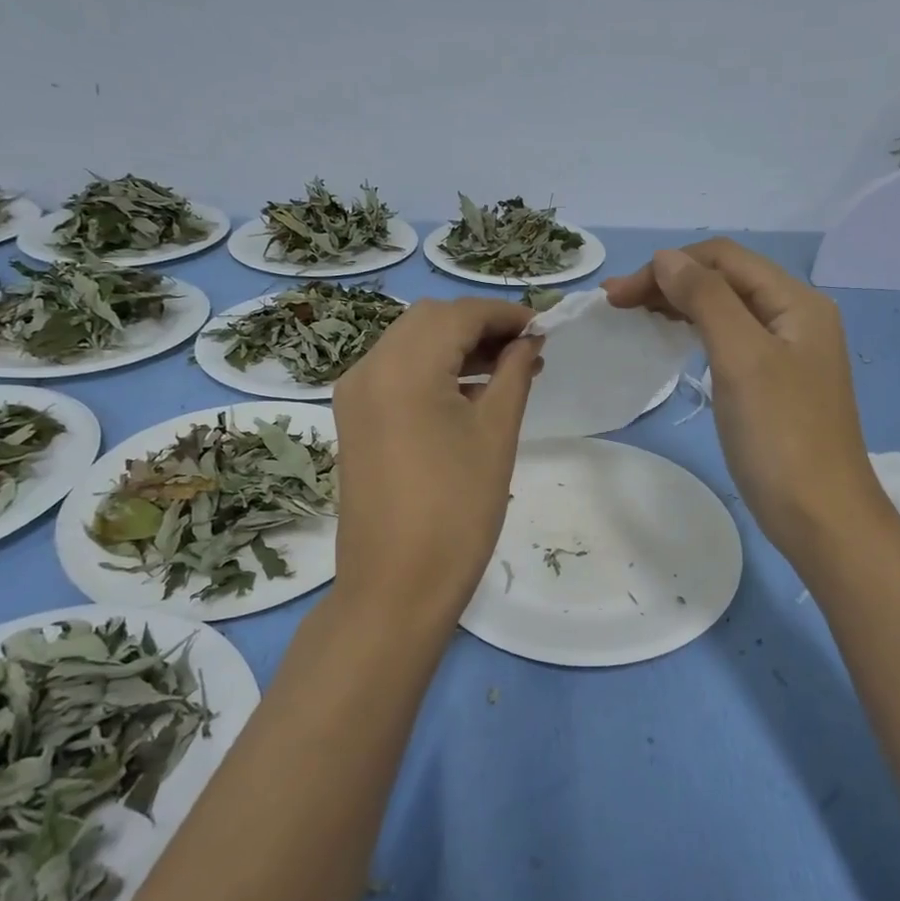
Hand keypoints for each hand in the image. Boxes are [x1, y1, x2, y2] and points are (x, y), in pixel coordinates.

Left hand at [330, 298, 540, 627]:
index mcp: (402, 367)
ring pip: (410, 343)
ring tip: (506, 370)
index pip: (458, 314)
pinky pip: (396, 373)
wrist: (396, 587)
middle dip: (480, 325)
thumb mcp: (495, 434)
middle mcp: (368, 368)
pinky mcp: (354, 420)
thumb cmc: (457, 511)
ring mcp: (355, 395)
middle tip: (525, 350)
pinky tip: (469, 392)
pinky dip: (433, 369)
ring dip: (457, 345)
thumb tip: (529, 341)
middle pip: (429, 320)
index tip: (544, 328)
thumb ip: (513, 374)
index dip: (505, 314)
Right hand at [603, 239, 887, 562]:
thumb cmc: (780, 436)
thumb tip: (667, 258)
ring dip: (681, 304)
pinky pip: (732, 339)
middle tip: (616, 303)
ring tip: (636, 314)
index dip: (668, 266)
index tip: (619, 295)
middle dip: (670, 281)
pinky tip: (675, 339)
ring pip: (727, 308)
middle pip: (727, 279)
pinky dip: (697, 330)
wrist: (821, 517)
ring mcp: (788, 351)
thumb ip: (706, 299)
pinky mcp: (776, 382)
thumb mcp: (741, 358)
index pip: (725, 258)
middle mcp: (797, 316)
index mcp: (797, 301)